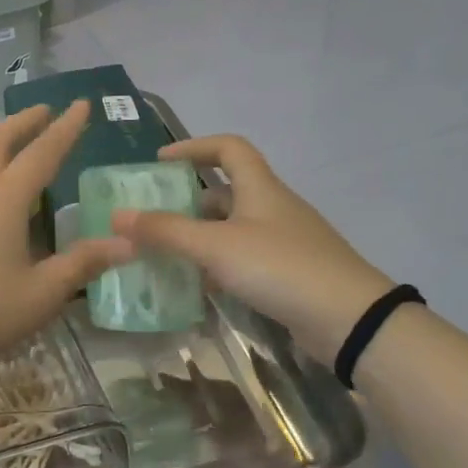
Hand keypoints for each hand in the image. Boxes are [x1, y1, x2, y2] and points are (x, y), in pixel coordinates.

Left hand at [0, 101, 132, 381]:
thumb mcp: (41, 293)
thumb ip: (82, 264)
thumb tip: (126, 244)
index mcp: (6, 199)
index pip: (43, 153)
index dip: (65, 128)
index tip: (82, 103)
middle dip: (24, 122)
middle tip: (45, 110)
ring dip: (1, 141)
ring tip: (20, 143)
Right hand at [111, 136, 392, 365]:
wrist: (350, 320)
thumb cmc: (280, 267)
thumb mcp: (215, 246)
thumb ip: (166, 231)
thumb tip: (117, 215)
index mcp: (260, 188)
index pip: (228, 148)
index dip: (194, 147)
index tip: (160, 162)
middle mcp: (273, 208)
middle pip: (227, 191)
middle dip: (188, 199)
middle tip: (154, 216)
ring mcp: (284, 242)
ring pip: (233, 228)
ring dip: (200, 235)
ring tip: (165, 252)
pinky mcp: (289, 273)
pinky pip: (244, 258)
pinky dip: (218, 264)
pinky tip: (198, 284)